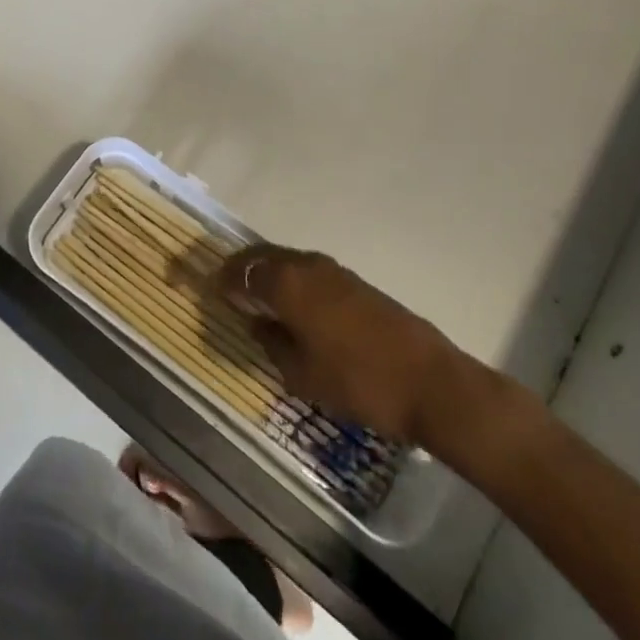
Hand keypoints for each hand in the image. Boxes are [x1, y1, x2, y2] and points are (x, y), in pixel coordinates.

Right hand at [215, 246, 461, 445]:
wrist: (431, 383)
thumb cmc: (358, 381)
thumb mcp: (301, 374)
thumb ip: (271, 343)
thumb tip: (257, 323)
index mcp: (287, 282)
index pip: (242, 270)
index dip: (222, 279)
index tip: (208, 291)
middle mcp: (307, 265)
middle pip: (263, 257)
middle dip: (242, 269)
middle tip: (226, 288)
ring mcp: (334, 271)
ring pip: (287, 261)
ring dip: (268, 274)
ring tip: (256, 298)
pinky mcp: (355, 283)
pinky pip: (309, 272)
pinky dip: (291, 281)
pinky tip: (293, 307)